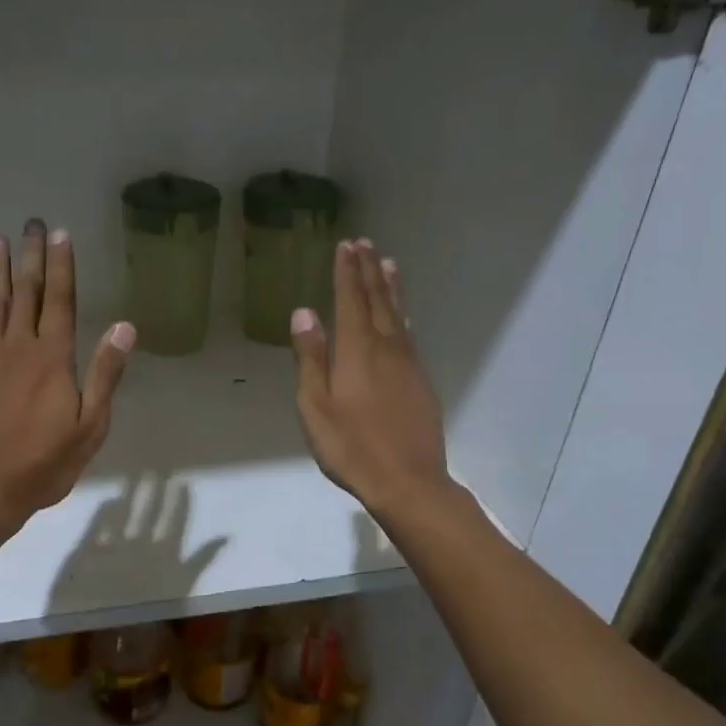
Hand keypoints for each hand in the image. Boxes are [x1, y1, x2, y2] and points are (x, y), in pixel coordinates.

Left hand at [0, 220, 134, 530]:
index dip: (61, 265)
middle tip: (30, 223)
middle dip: (30, 256)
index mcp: (53, 358)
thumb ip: (105, 375)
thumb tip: (124, 328)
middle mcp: (18, 348)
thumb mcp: (90, 427)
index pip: (59, 300)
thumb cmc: (44, 462)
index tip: (60, 234)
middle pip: (25, 293)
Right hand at [289, 239, 450, 514]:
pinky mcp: (421, 381)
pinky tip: (402, 318)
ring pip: (399, 315)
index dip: (347, 272)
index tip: (346, 246)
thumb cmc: (350, 447)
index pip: (351, 300)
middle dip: (368, 271)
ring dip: (390, 288)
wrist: (407, 480)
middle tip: (364, 245)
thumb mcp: (315, 406)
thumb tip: (304, 313)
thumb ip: (310, 357)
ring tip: (387, 265)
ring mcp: (408, 364)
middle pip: (378, 301)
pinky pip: (409, 336)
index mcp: (357, 350)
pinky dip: (403, 316)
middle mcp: (387, 347)